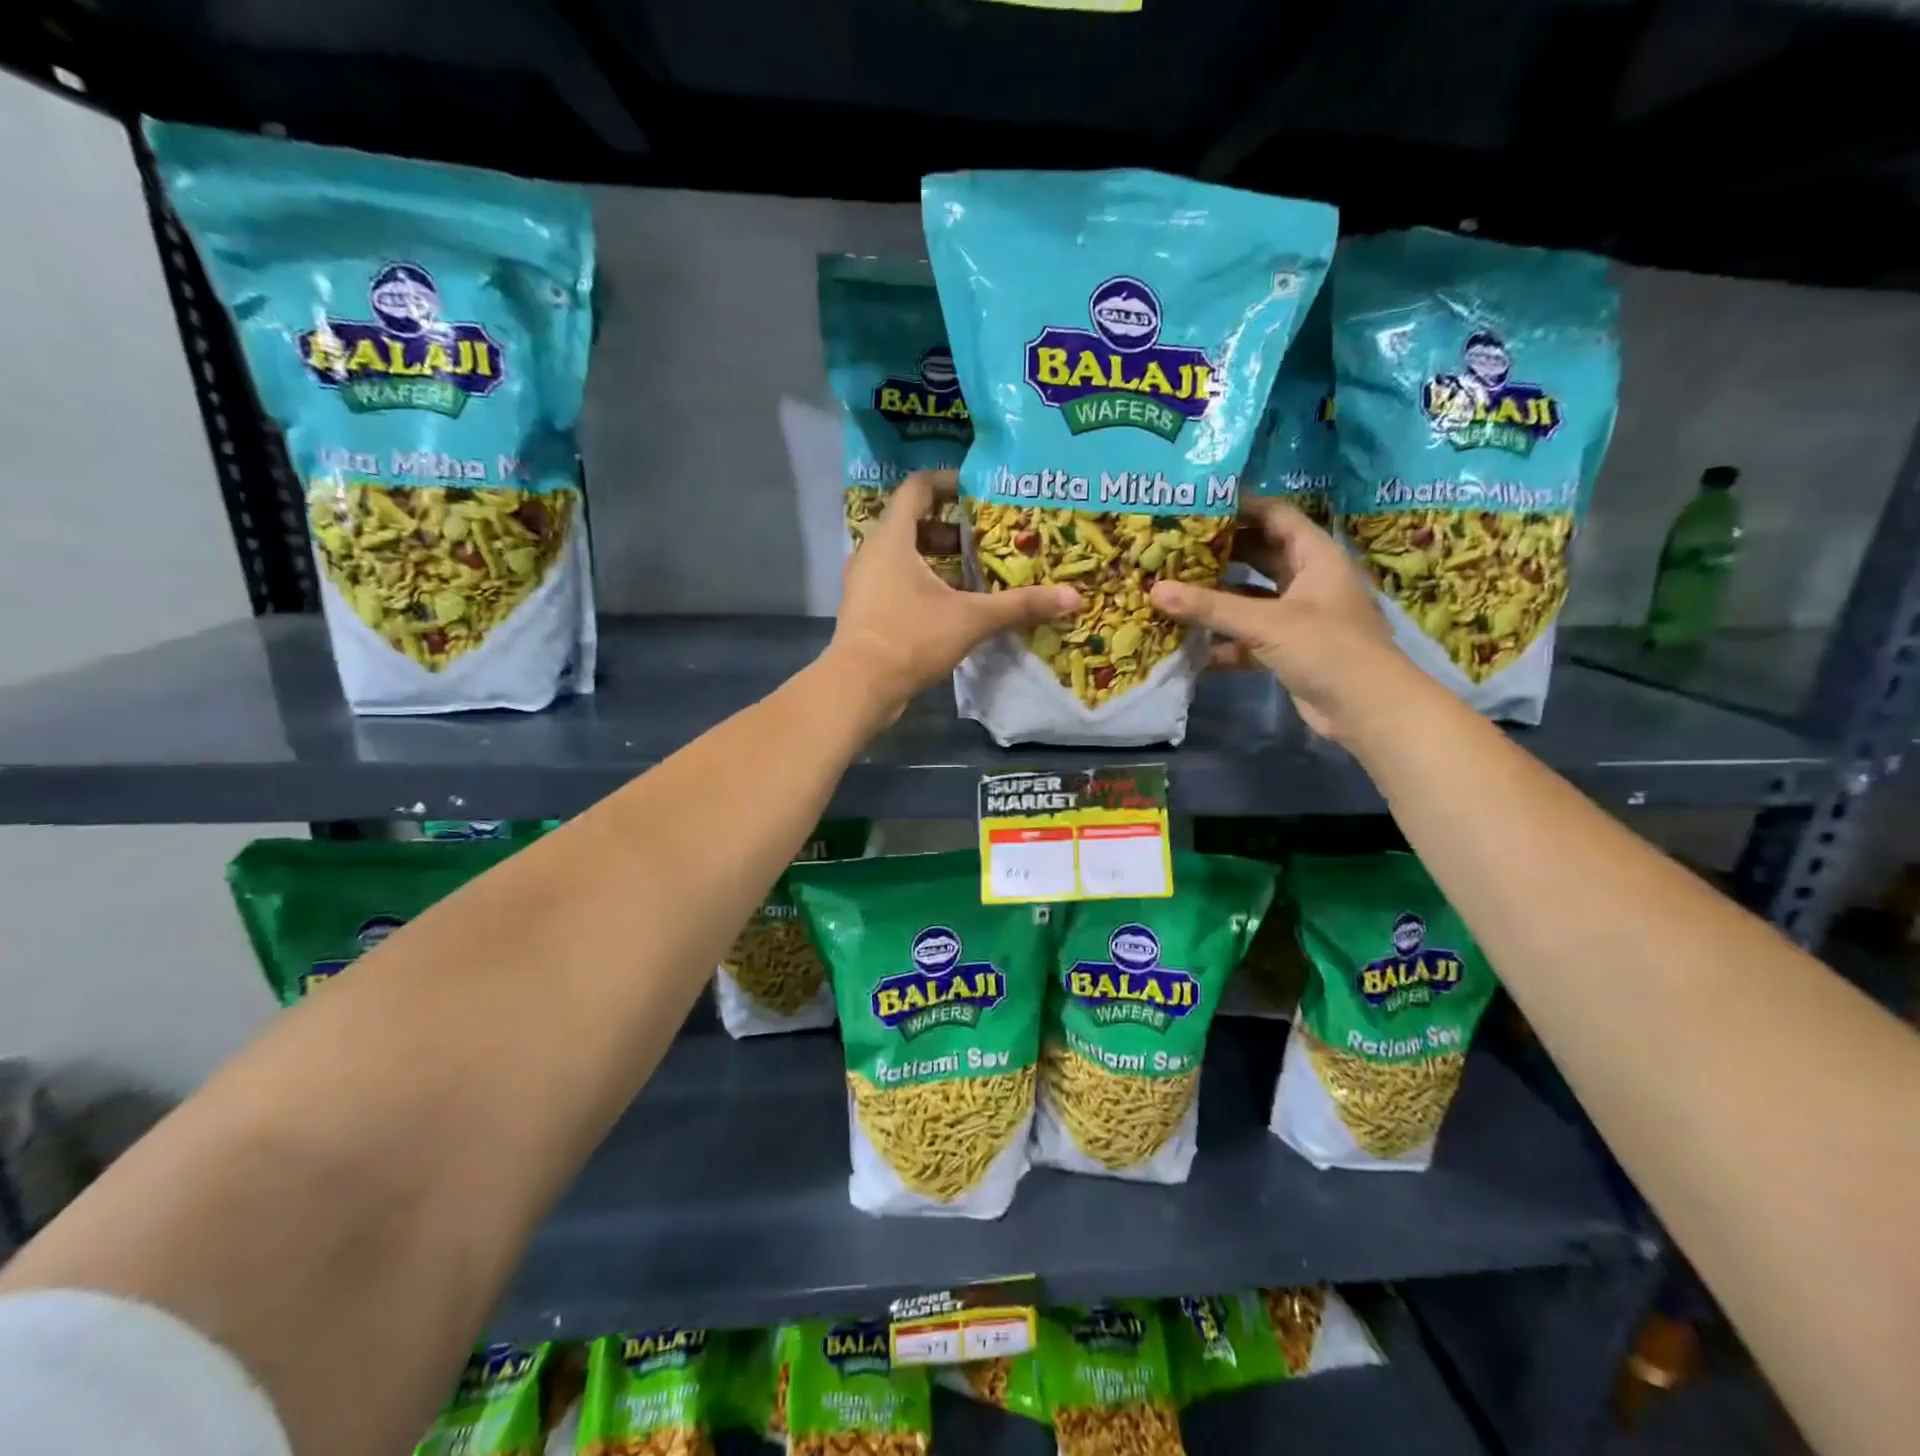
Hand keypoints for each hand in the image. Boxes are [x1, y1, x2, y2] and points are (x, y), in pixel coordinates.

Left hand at [827, 470, 1080, 718]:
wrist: (860, 687)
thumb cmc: (911, 638)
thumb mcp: (971, 619)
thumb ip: (1020, 605)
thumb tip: (1074, 597)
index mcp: (892, 538)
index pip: (917, 488)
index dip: (948, 482)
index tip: (979, 489)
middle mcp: (872, 553)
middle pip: (913, 522)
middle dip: (952, 528)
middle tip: (987, 535)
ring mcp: (865, 583)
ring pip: (905, 556)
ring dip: (939, 558)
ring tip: (976, 571)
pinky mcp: (866, 610)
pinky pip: (897, 581)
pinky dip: (925, 583)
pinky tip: (954, 604)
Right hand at [1148, 499, 1405, 742]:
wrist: (1368, 709)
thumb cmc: (1328, 648)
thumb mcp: (1266, 623)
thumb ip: (1210, 606)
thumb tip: (1154, 590)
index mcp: (1315, 555)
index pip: (1274, 516)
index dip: (1239, 506)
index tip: (1195, 502)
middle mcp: (1307, 579)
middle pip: (1258, 554)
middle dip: (1218, 552)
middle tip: (1172, 546)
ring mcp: (1297, 616)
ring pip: (1249, 597)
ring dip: (1216, 598)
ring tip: (1171, 588)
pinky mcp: (1287, 649)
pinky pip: (1247, 636)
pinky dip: (1222, 640)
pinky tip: (1188, 644)